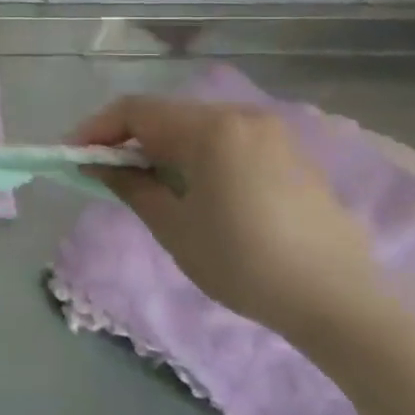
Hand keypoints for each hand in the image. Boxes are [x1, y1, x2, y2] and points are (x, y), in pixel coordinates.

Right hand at [70, 95, 381, 341]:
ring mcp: (270, 134)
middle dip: (129, 140)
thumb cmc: (245, 264)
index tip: (73, 156)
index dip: (97, 129)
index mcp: (210, 129)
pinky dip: (196, 156)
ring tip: (146, 185)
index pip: (135, 111)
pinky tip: (193, 190)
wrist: (341, 303)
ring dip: (162, 148)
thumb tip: (98, 163)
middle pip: (166, 115)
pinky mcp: (290, 154)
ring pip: (195, 128)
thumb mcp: (174, 227)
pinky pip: (226, 141)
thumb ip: (130, 185)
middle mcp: (241, 117)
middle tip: (105, 173)